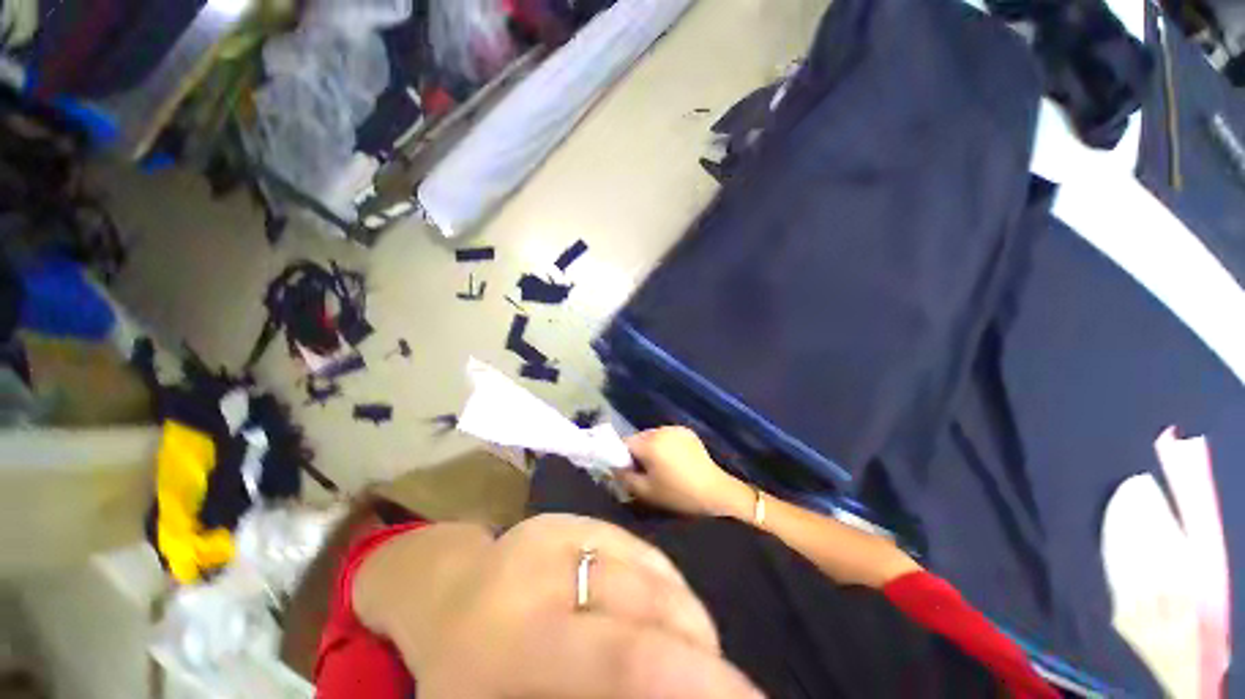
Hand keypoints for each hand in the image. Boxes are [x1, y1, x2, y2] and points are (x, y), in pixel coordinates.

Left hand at [355, 514, 762, 698]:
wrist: (444, 591)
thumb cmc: (462, 676)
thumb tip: (653, 687)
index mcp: (518, 640)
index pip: (627, 660)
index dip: (702, 684)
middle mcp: (547, 571)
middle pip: (652, 606)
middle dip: (701, 651)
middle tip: (714, 684)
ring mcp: (563, 529)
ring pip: (654, 571)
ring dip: (686, 618)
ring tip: (687, 653)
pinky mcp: (574, 515)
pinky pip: (640, 548)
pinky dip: (666, 584)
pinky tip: (660, 611)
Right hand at [621, 427, 752, 518]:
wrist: (714, 492)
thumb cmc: (677, 494)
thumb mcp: (645, 491)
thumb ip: (624, 477)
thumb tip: (613, 467)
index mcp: (649, 443)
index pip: (624, 442)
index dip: (622, 457)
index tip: (628, 471)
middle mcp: (660, 430)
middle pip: (639, 438)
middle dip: (638, 452)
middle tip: (645, 471)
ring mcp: (675, 429)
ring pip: (653, 436)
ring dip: (652, 447)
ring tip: (662, 466)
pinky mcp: (687, 431)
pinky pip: (667, 436)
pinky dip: (666, 445)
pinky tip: (675, 460)